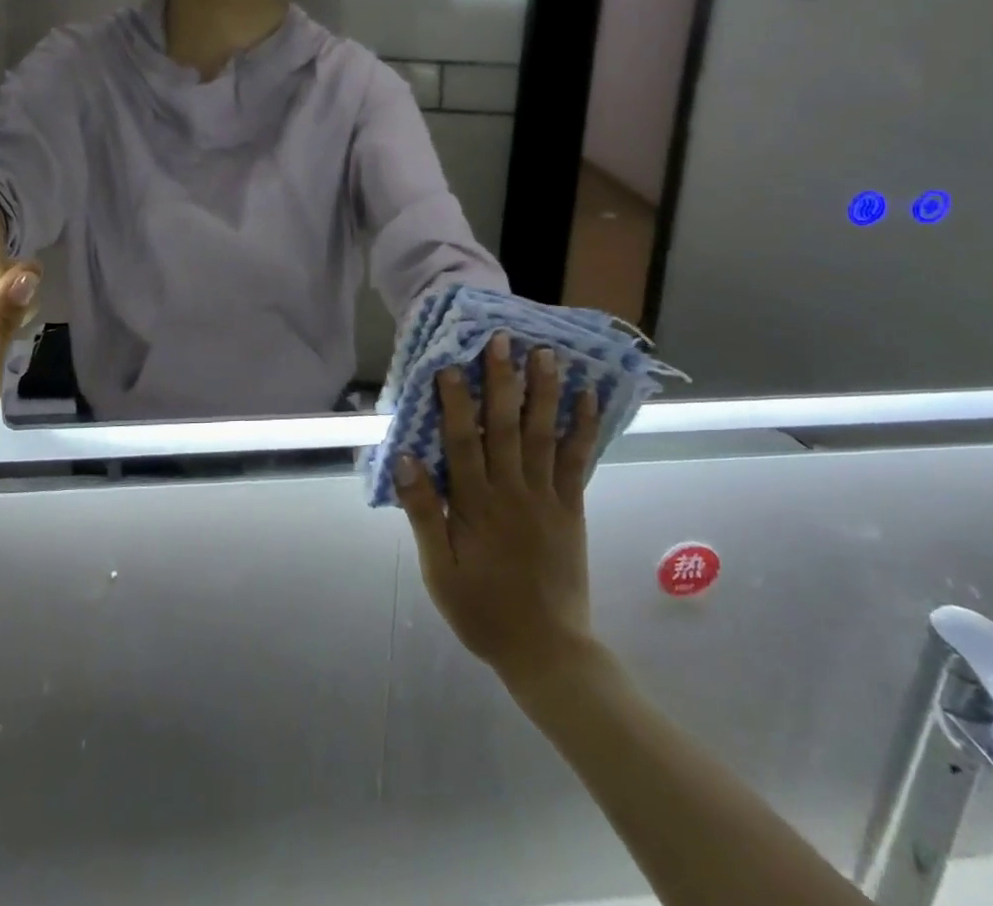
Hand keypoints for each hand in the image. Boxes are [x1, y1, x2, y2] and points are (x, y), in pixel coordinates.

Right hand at [394, 336, 600, 683]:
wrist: (546, 652)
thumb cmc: (482, 609)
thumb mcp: (439, 571)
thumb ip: (425, 513)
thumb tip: (405, 459)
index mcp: (476, 504)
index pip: (462, 441)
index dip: (456, 401)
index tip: (452, 364)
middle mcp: (512, 491)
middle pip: (505, 427)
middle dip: (503, 381)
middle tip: (504, 339)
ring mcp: (546, 498)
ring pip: (543, 436)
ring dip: (544, 392)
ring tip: (547, 354)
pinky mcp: (572, 509)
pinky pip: (578, 463)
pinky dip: (583, 430)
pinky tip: (587, 399)